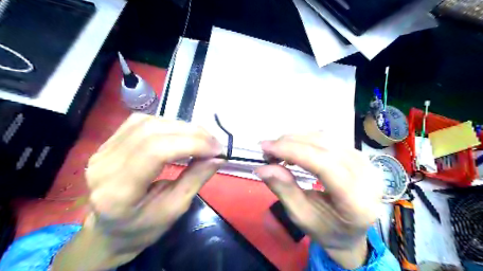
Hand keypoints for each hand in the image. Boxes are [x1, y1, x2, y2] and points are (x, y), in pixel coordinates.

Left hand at [52, 114, 224, 269]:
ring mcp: (103, 150)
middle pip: (152, 131)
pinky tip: (181, 134)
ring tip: (202, 139)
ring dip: (182, 127)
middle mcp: (105, 164)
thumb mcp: (175, 209)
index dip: (191, 144)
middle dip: (191, 133)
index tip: (217, 150)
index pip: (155, 151)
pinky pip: (141, 122)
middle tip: (214, 144)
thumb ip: (196, 179)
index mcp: (118, 192)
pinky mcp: (108, 142)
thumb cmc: (142, 228)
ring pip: (148, 122)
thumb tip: (218, 157)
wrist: (109, 229)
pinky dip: (168, 124)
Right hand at [254, 131, 382, 268]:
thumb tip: (262, 168)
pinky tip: (293, 148)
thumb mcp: (301, 217)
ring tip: (277, 150)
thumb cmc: (326, 229)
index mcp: (357, 201)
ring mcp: (366, 162)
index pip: (325, 165)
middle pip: (325, 147)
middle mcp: (367, 176)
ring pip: (325, 139)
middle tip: (267, 149)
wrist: (351, 231)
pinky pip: (328, 139)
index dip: (293, 152)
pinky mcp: (358, 154)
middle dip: (290, 143)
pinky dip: (306, 140)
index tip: (266, 148)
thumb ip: (284, 190)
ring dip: (296, 140)